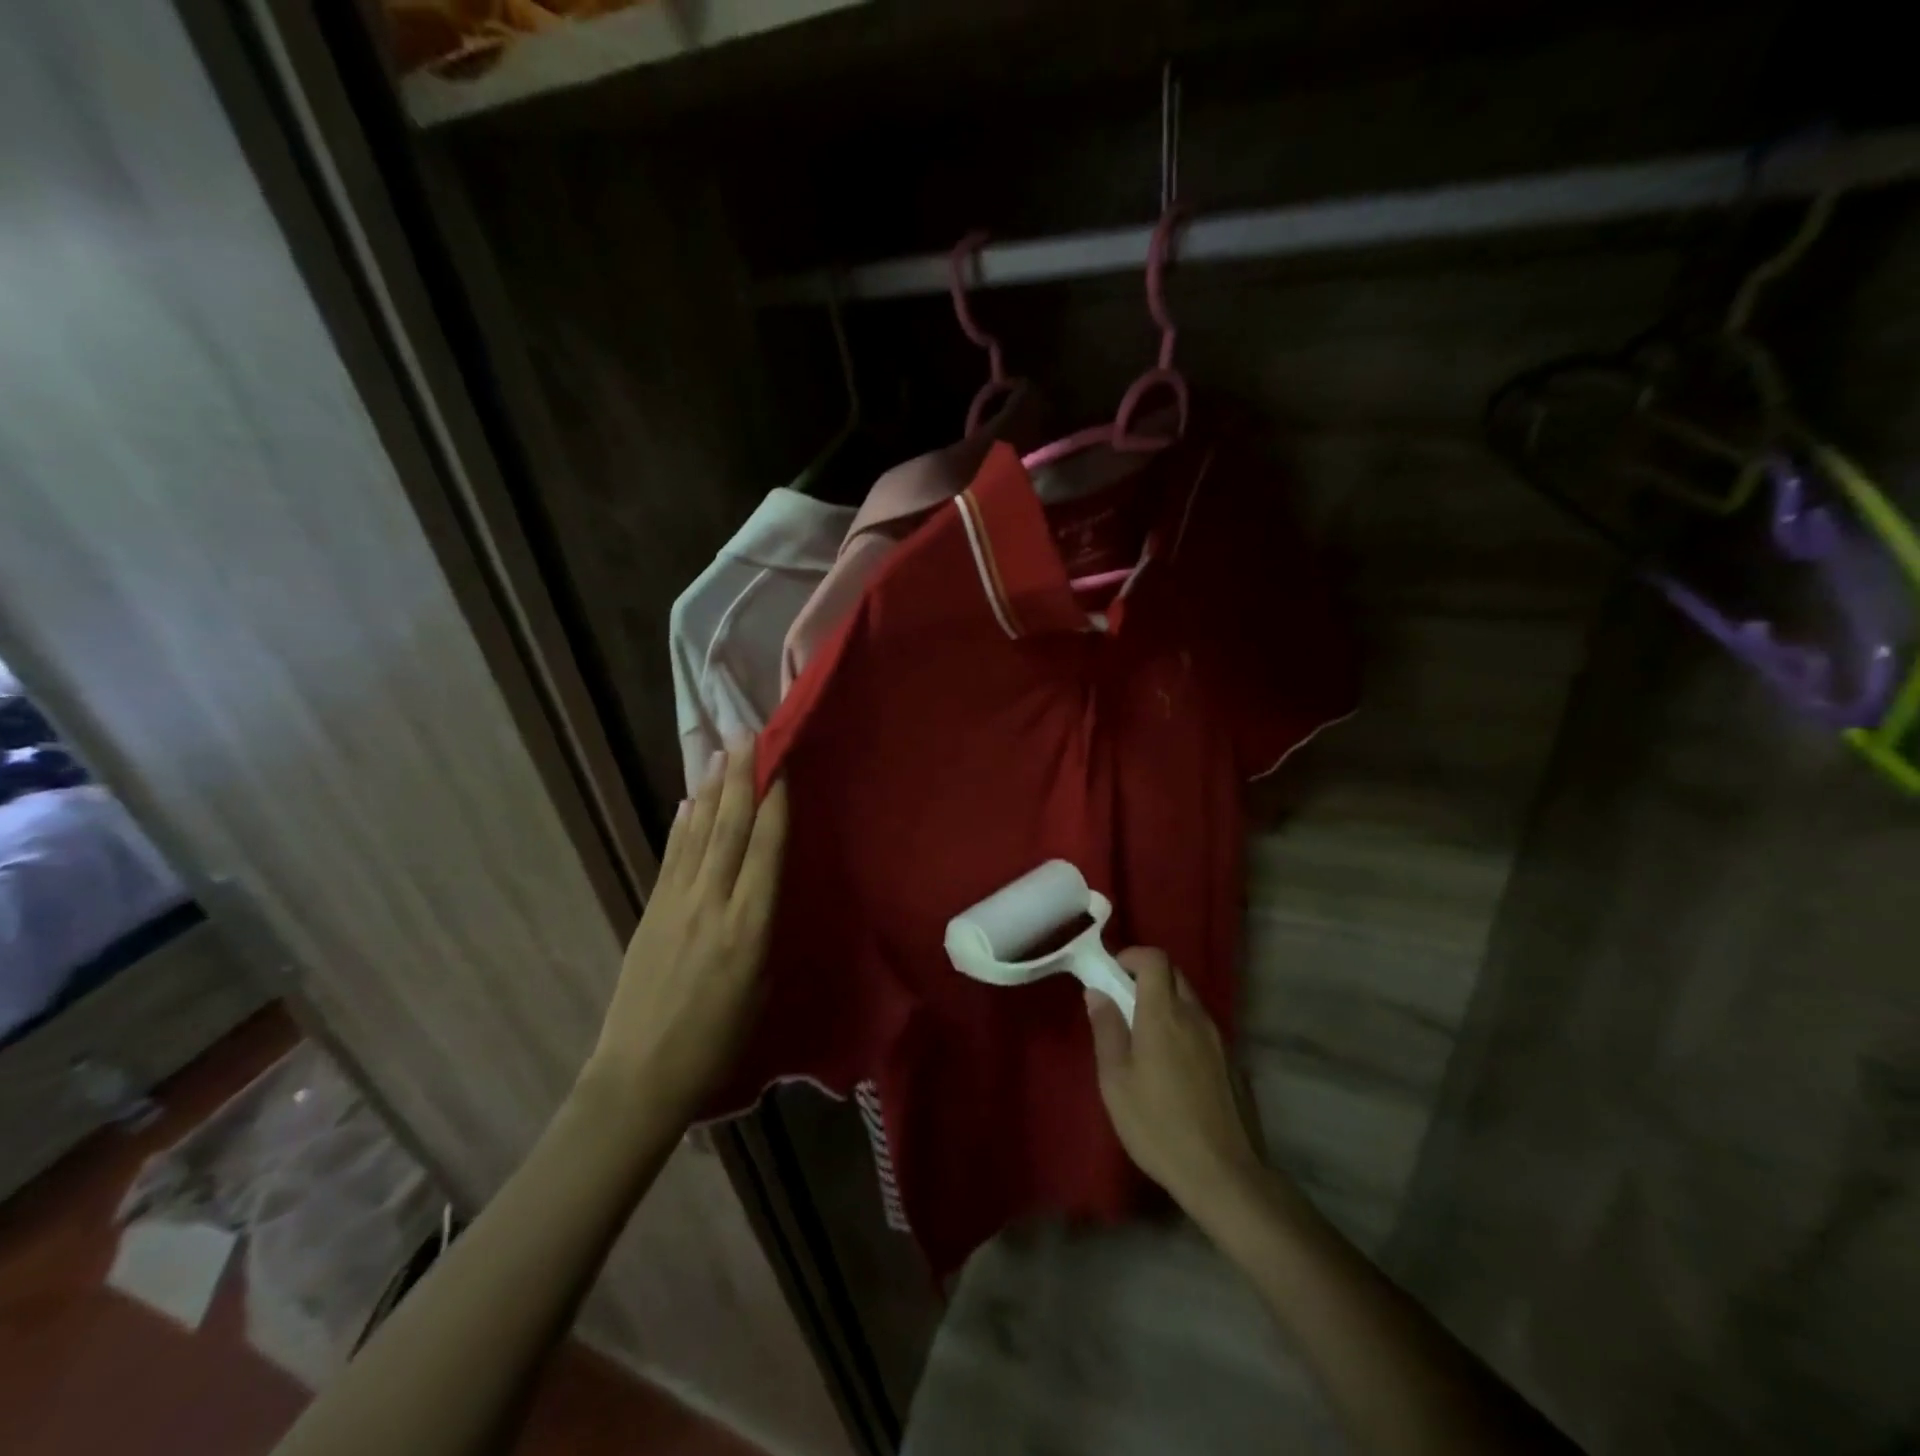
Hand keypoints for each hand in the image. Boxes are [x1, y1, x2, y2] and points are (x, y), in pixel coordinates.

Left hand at [582, 740, 787, 1120]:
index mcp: (749, 927)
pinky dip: (682, 826)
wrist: (641, 1074)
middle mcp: (711, 904)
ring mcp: (675, 905)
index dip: (774, 803)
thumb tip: (763, 884)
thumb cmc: (718, 1040)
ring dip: (710, 790)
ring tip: (721, 753)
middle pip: (728, 829)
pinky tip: (688, 802)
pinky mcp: (649, 912)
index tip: (781, 764)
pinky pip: (671, 858)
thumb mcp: (761, 986)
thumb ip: (763, 928)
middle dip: (741, 778)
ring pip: (697, 834)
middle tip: (747, 734)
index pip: (765, 850)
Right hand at [1087, 948, 1265, 1213]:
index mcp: (1163, 1015)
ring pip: (1189, 1001)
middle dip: (1147, 977)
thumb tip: (1097, 992)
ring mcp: (1217, 1039)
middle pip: (1174, 975)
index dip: (1133, 956)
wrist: (1222, 1174)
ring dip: (1165, 1003)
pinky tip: (1170, 1066)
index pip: (1155, 959)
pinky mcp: (1231, 1062)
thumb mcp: (1116, 1080)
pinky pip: (1201, 1027)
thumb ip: (1107, 1029)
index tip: (1112, 972)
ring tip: (1143, 1038)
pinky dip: (1182, 1027)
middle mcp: (1194, 1017)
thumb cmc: (1157, 1125)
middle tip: (1122, 1003)